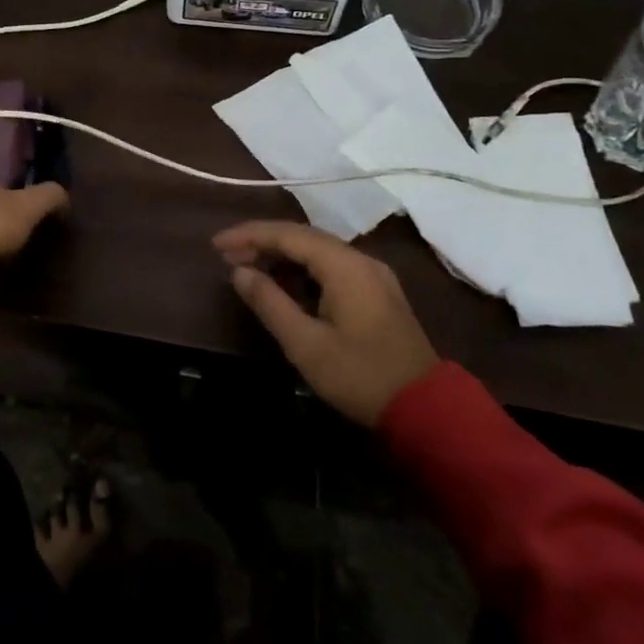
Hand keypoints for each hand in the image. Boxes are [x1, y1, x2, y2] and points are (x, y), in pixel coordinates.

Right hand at [215, 220, 438, 425]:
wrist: (427, 409)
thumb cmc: (360, 376)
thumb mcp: (306, 344)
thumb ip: (270, 302)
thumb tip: (240, 272)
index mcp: (344, 266)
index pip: (287, 234)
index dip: (249, 235)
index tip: (216, 246)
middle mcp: (360, 260)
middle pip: (303, 237)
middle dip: (262, 242)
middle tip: (227, 257)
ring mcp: (373, 275)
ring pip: (318, 251)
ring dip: (281, 255)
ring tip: (248, 268)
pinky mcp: (377, 293)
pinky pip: (331, 266)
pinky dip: (302, 268)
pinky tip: (283, 283)